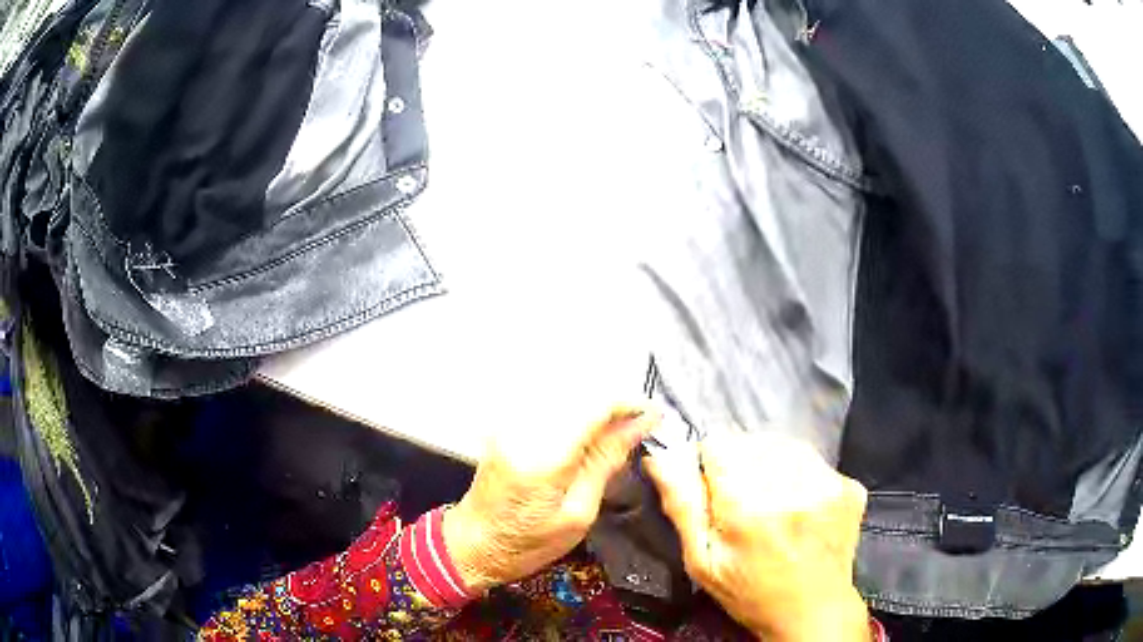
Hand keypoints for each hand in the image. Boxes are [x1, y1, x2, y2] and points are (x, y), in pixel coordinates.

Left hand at [443, 404, 659, 591]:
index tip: (655, 415)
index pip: (595, 405)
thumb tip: (640, 424)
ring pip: (567, 392)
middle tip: (640, 427)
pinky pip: (550, 402)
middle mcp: (524, 428)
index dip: (630, 403)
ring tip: (617, 431)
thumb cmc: (529, 543)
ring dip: (596, 406)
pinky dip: (576, 410)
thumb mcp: (579, 513)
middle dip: (616, 404)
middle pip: (581, 392)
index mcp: (544, 456)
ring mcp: (510, 422)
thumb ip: (607, 460)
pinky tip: (587, 431)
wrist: (473, 543)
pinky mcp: (506, 423)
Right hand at [644, 432, 870, 641]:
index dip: (708, 464)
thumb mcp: (702, 561)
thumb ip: (682, 505)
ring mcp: (827, 484)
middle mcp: (792, 486)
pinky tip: (798, 505)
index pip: (718, 444)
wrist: (813, 611)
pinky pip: (813, 460)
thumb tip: (658, 457)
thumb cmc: (749, 593)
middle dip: (739, 464)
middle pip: (751, 442)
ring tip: (771, 502)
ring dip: (770, 464)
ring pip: (783, 445)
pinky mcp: (849, 486)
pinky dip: (800, 473)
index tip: (712, 490)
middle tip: (742, 504)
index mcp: (748, 507)